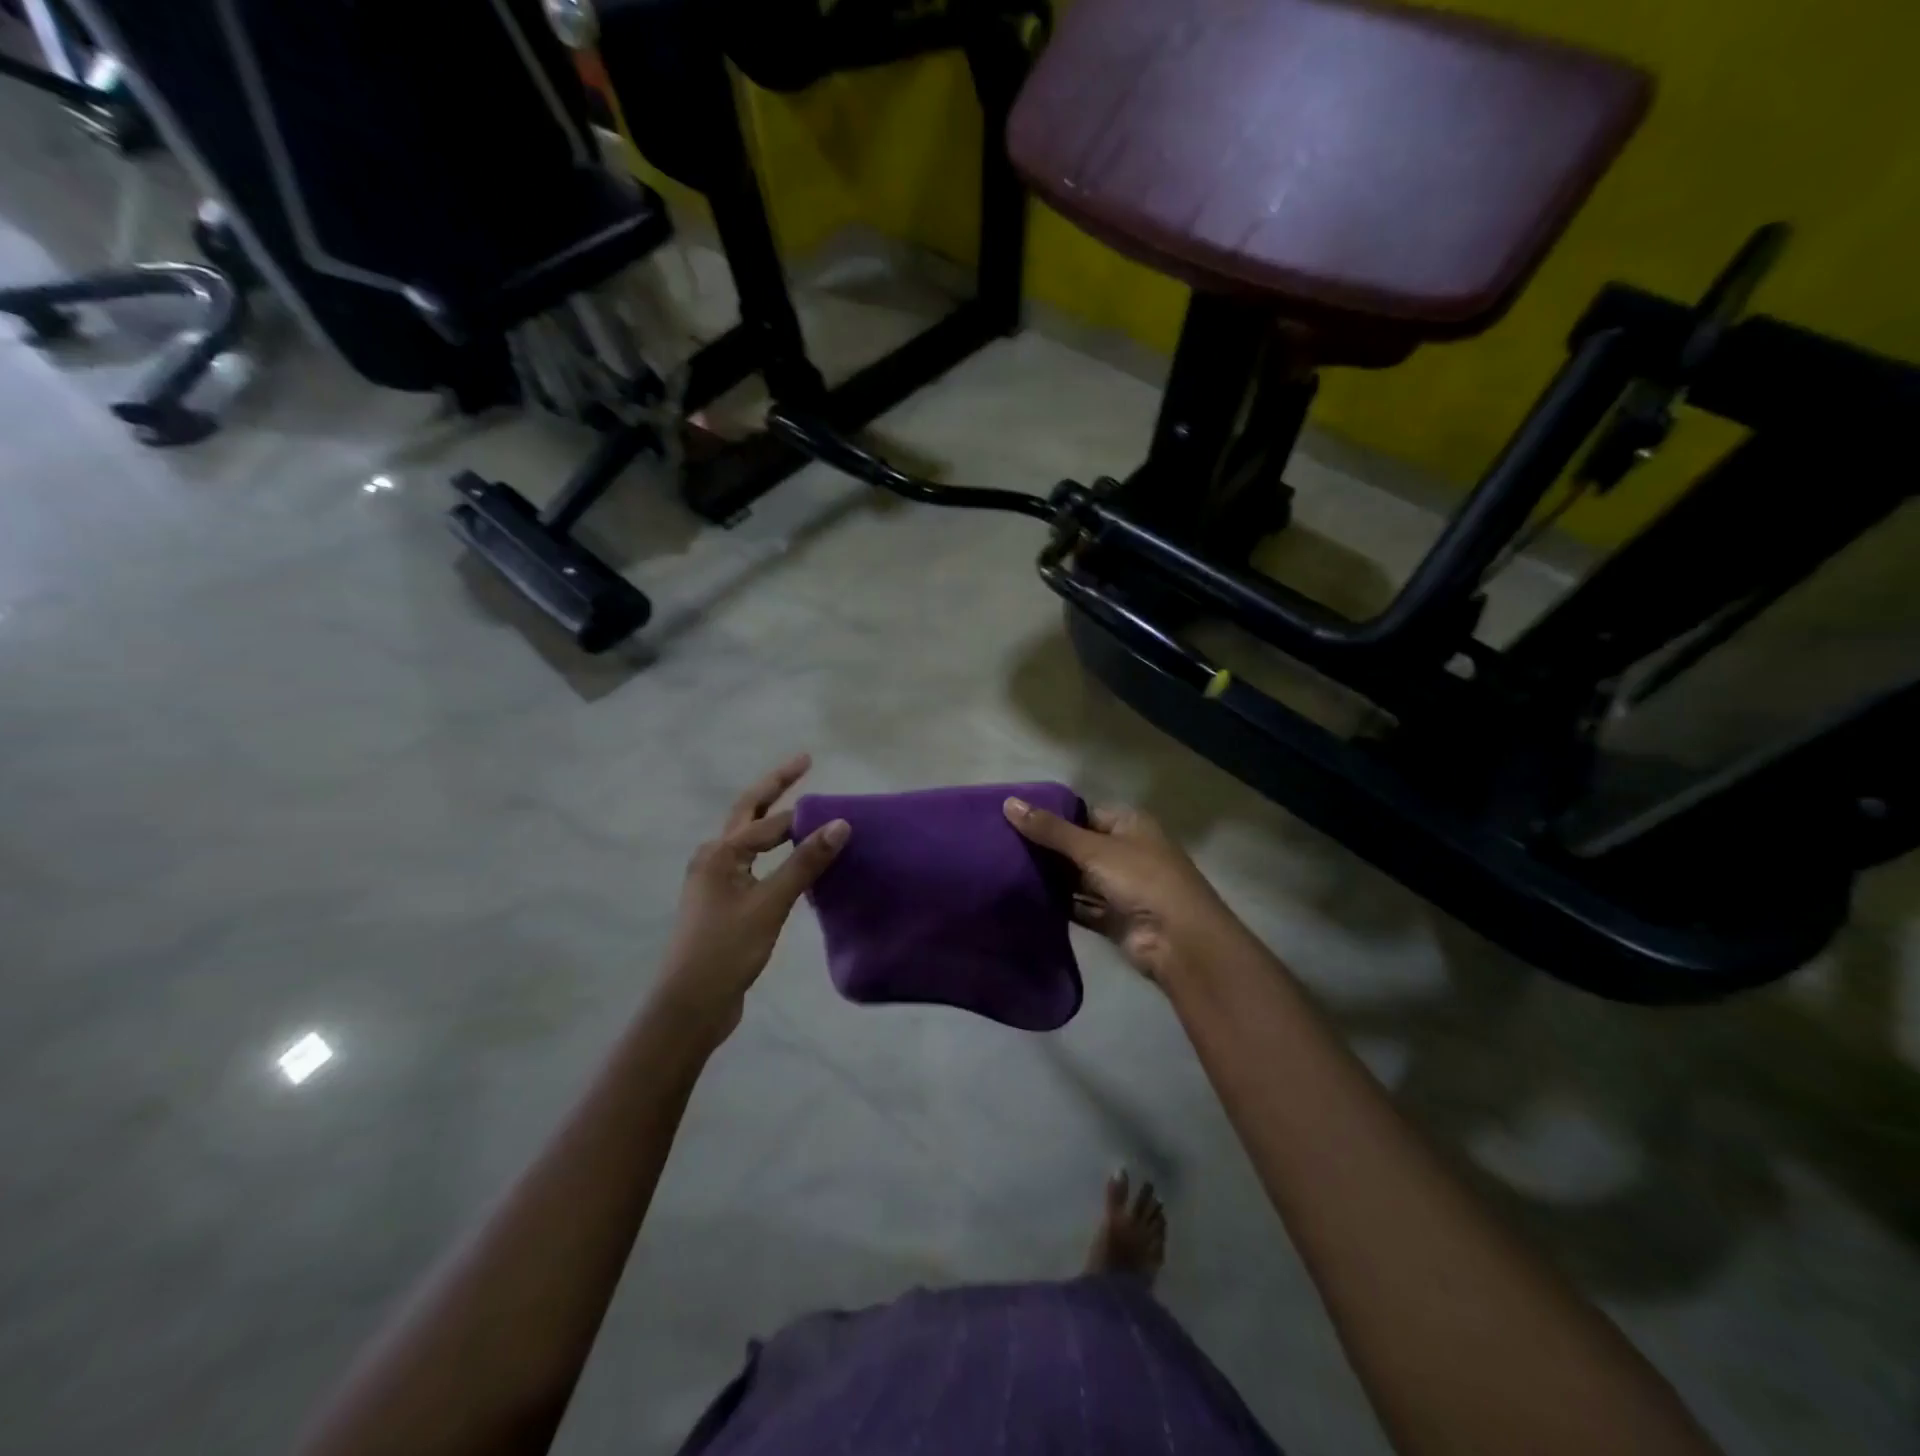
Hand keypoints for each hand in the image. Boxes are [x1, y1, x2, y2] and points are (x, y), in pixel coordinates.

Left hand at [656, 754, 848, 1039]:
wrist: (690, 1005)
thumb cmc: (727, 949)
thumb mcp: (770, 904)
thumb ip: (805, 863)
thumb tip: (841, 824)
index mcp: (720, 852)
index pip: (771, 822)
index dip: (807, 815)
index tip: (841, 810)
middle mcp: (713, 858)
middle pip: (748, 811)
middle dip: (776, 785)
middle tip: (804, 761)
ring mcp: (714, 881)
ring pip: (747, 838)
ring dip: (771, 817)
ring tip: (798, 802)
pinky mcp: (721, 903)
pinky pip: (751, 863)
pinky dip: (771, 851)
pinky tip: (789, 858)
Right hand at [1004, 797, 1243, 987]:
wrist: (1177, 940)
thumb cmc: (1140, 879)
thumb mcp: (1092, 848)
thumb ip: (1050, 829)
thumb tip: (1008, 803)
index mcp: (1130, 824)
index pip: (1085, 813)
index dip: (1053, 816)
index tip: (1015, 819)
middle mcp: (1127, 852)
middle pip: (1079, 846)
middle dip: (1047, 849)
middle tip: (1003, 846)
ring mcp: (1121, 887)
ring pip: (1079, 878)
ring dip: (1051, 879)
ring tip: (1006, 870)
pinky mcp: (1114, 918)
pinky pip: (1081, 906)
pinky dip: (1060, 905)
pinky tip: (1027, 900)